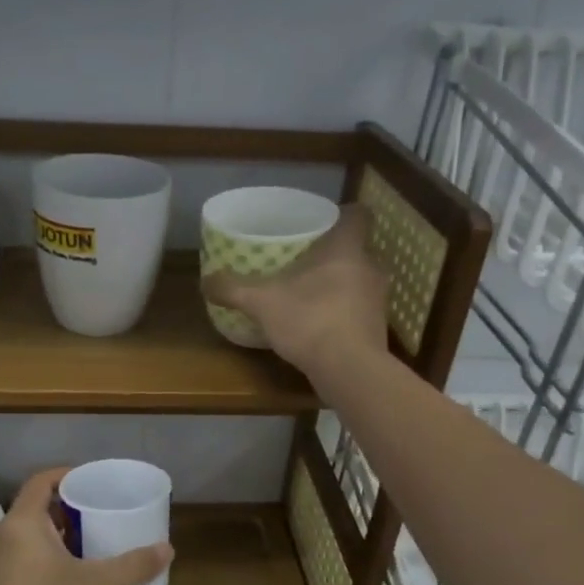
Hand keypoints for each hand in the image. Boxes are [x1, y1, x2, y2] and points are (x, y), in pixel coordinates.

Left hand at [0, 468, 172, 584]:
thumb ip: (133, 566)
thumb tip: (167, 549)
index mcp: (20, 524)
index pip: (41, 482)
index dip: (66, 476)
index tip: (89, 484)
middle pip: (31, 512)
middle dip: (62, 514)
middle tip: (92, 523)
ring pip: (18, 541)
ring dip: (46, 542)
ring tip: (77, 556)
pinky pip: (8, 565)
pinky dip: (30, 564)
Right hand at [202, 203, 387, 373]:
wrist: (349, 370)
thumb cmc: (310, 319)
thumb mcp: (261, 302)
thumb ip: (233, 288)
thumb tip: (205, 280)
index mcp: (347, 247)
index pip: (358, 214)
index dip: (342, 214)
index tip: (320, 223)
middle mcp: (369, 267)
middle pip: (356, 248)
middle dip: (332, 253)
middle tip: (303, 259)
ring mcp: (378, 299)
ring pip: (358, 279)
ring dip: (338, 284)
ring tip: (308, 292)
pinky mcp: (376, 328)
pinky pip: (358, 309)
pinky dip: (341, 312)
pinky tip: (318, 323)